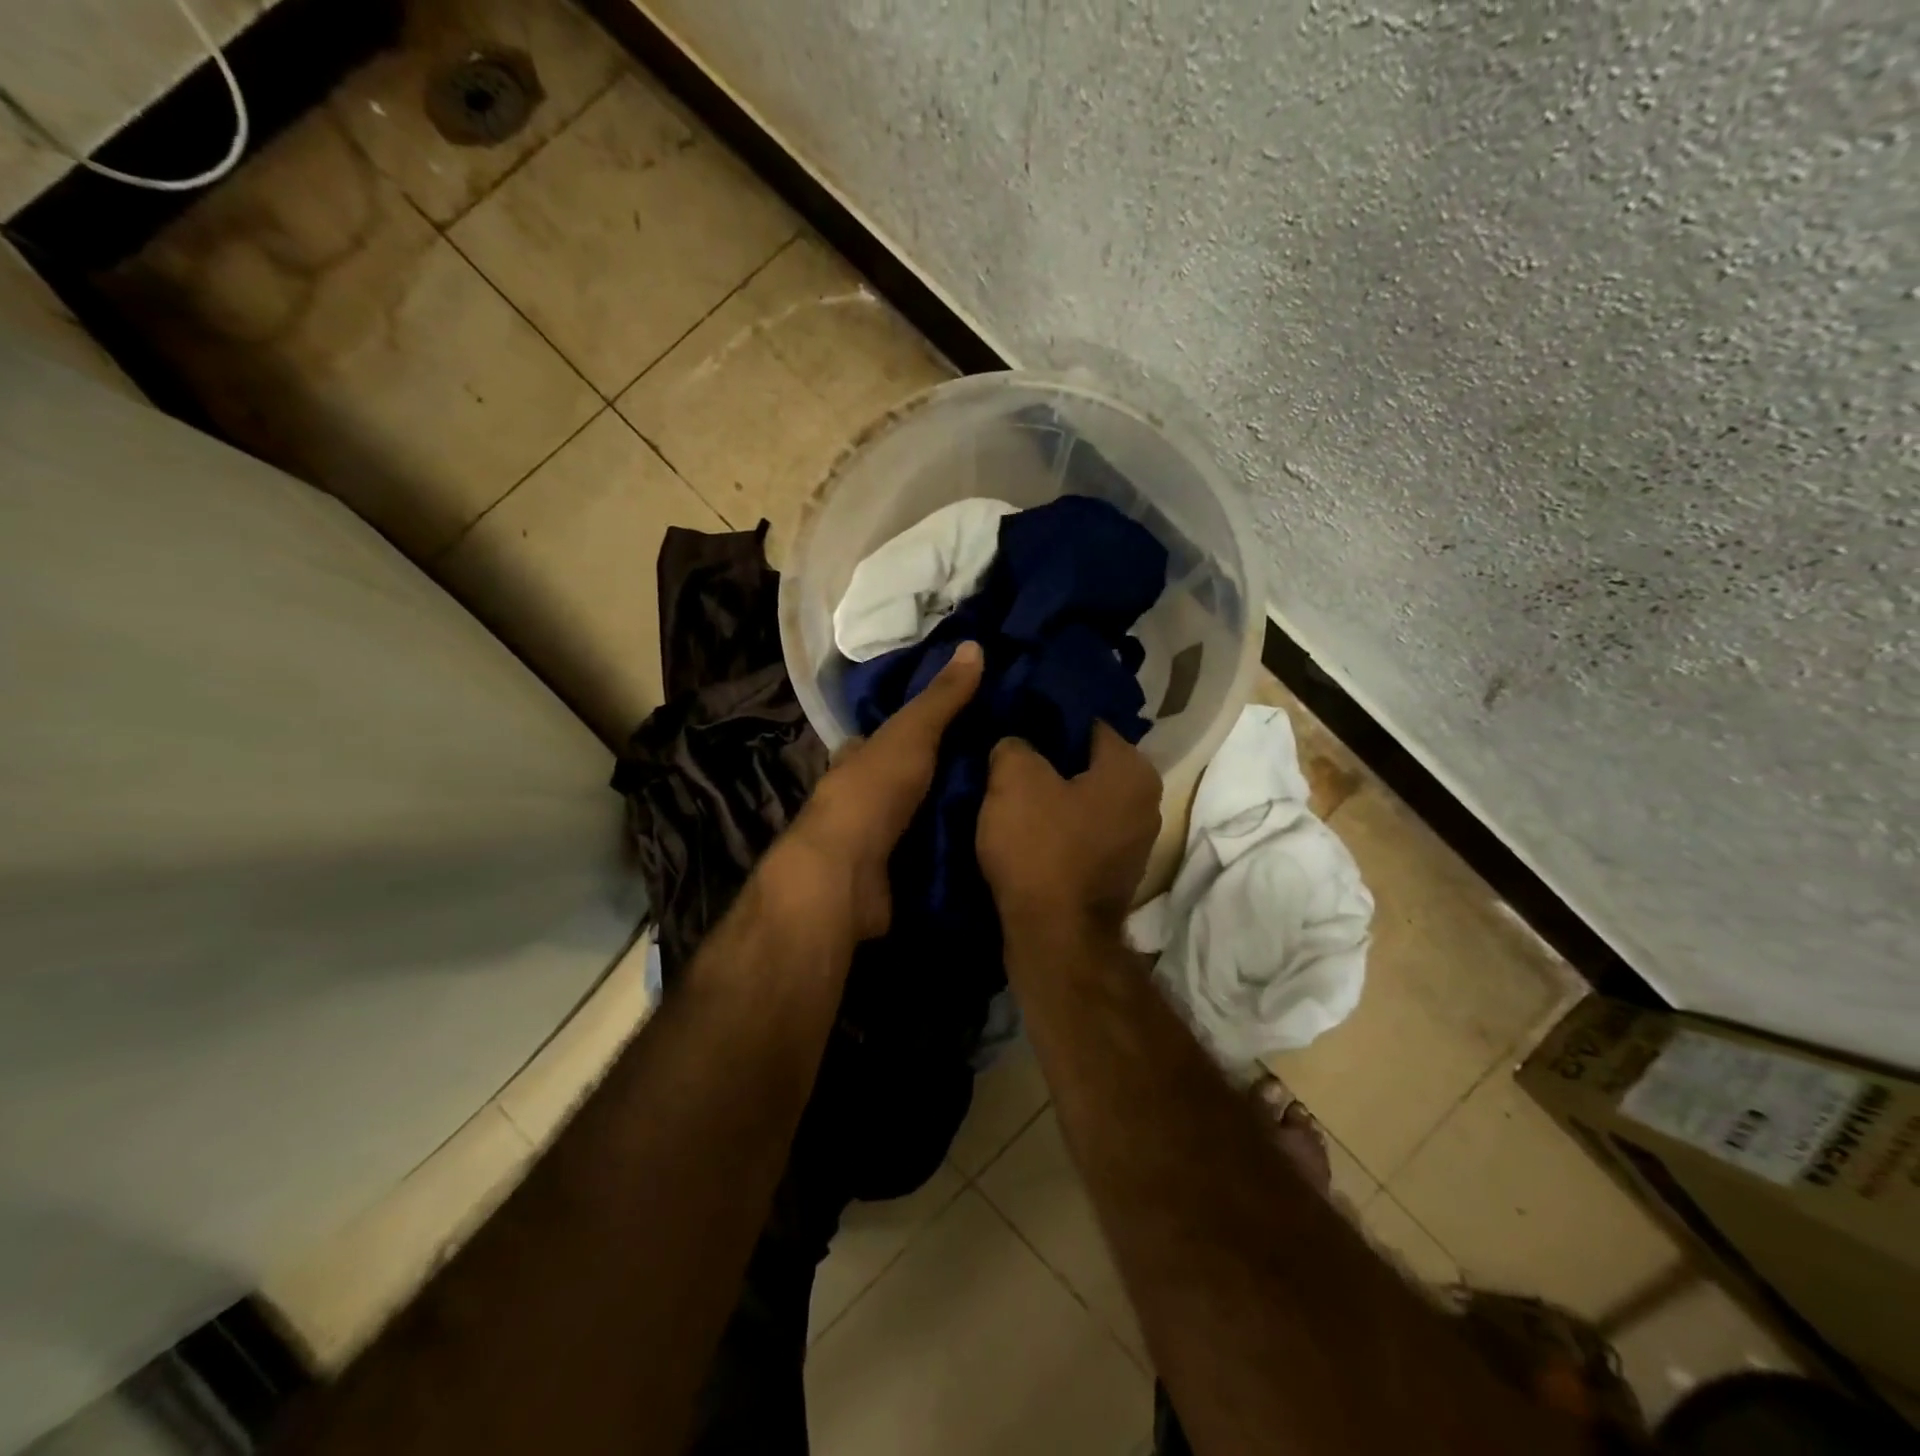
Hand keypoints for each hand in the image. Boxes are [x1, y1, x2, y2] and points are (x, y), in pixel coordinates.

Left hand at [770, 640, 983, 941]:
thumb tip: (974, 644)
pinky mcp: (890, 878)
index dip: (915, 729)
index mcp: (857, 760)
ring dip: (948, 816)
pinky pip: (927, 859)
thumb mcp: (910, 734)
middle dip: (939, 776)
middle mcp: (861, 799)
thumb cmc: (872, 793)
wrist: (845, 875)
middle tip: (996, 771)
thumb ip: (941, 698)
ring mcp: (873, 842)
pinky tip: (986, 850)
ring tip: (1004, 810)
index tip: (961, 723)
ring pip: (916, 820)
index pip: (884, 738)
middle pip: (904, 781)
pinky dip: (951, 854)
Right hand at [977, 722, 1161, 935]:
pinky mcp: (1115, 872)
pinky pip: (1081, 832)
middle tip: (1005, 758)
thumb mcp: (1014, 779)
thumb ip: (1015, 744)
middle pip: (1086, 763)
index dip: (1045, 719)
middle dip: (1048, 759)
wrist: (1055, 939)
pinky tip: (1024, 831)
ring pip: (1082, 799)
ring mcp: (1134, 841)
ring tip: (1008, 794)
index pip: (1087, 722)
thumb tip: (1016, 745)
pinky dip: (1056, 828)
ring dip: (1050, 797)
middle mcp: (1145, 801)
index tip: (1013, 723)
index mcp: (1132, 769)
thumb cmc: (1040, 848)